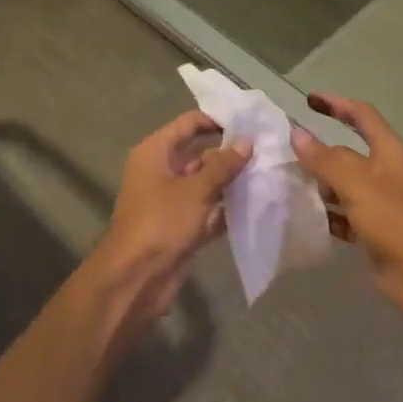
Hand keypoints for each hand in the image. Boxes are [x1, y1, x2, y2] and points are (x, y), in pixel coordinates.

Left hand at [90, 110, 248, 335]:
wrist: (136, 279)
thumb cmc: (161, 222)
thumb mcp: (195, 189)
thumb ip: (223, 165)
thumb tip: (247, 141)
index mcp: (156, 152)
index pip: (188, 124)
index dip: (216, 121)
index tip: (248, 124)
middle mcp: (162, 171)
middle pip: (199, 153)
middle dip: (229, 154)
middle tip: (265, 151)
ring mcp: (171, 200)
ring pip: (205, 183)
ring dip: (231, 182)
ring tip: (266, 174)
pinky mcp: (181, 226)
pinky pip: (207, 209)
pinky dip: (226, 208)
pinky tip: (255, 204)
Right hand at [291, 93, 402, 330]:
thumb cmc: (392, 219)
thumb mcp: (355, 183)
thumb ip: (324, 158)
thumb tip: (297, 134)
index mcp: (389, 151)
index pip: (362, 115)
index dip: (337, 104)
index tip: (309, 100)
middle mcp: (386, 172)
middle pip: (349, 152)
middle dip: (320, 152)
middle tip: (288, 153)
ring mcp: (381, 202)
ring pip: (344, 184)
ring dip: (321, 184)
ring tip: (290, 185)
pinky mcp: (375, 230)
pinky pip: (346, 214)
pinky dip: (328, 214)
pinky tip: (306, 217)